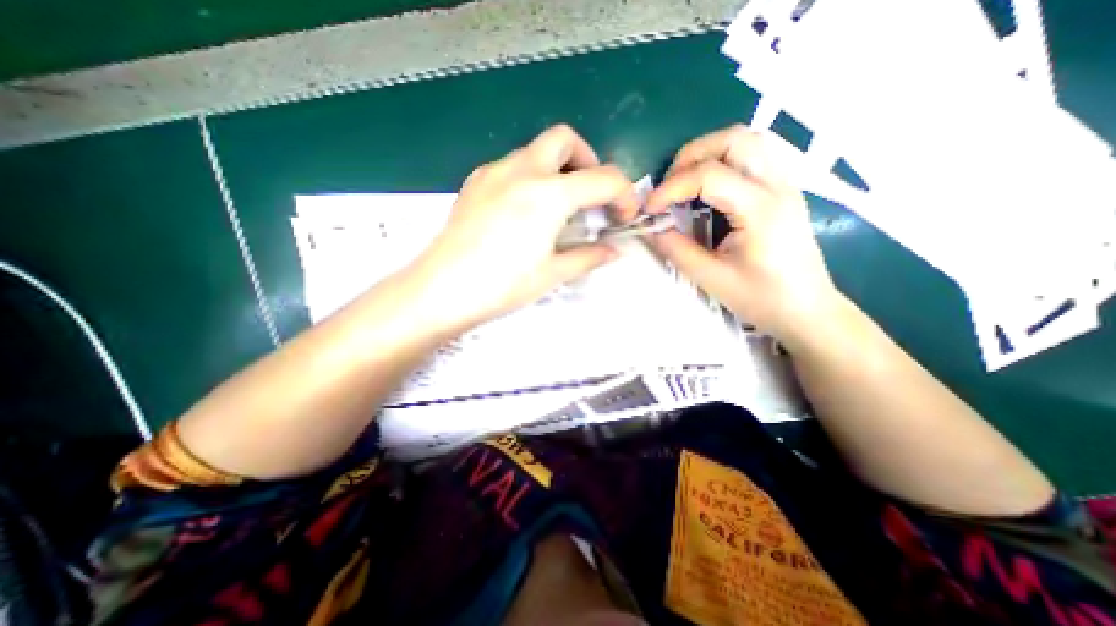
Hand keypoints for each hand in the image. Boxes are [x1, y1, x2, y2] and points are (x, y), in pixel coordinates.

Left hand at [412, 126, 640, 331]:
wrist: (441, 290)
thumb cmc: (502, 285)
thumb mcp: (552, 273)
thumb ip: (588, 257)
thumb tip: (613, 251)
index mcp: (549, 194)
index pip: (603, 178)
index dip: (624, 194)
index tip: (625, 215)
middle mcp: (522, 170)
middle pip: (565, 139)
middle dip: (588, 161)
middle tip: (590, 196)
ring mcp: (493, 172)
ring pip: (535, 150)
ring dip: (557, 168)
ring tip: (558, 206)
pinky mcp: (474, 182)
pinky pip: (511, 165)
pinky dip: (530, 176)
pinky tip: (525, 209)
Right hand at [645, 123, 836, 346]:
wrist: (807, 310)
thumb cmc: (762, 299)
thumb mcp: (711, 279)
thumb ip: (677, 249)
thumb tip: (651, 229)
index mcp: (761, 210)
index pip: (709, 176)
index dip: (671, 188)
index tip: (649, 209)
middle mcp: (777, 186)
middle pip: (734, 139)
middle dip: (690, 156)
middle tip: (669, 187)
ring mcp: (785, 184)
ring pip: (747, 140)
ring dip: (708, 153)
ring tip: (685, 183)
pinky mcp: (783, 190)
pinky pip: (753, 155)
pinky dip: (723, 160)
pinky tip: (709, 188)